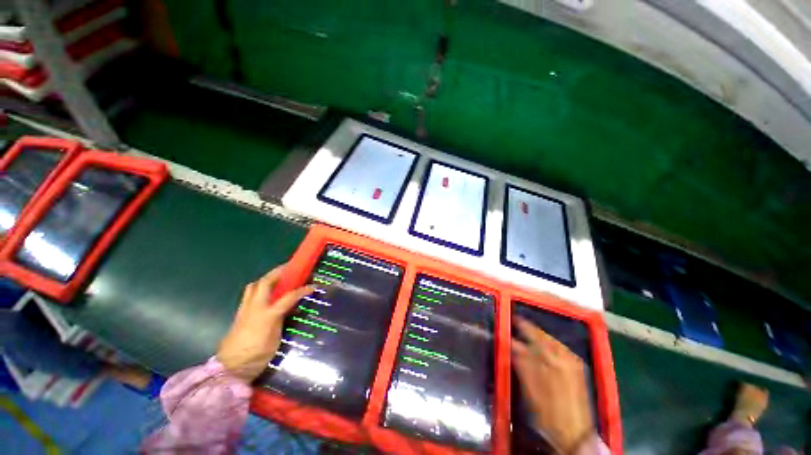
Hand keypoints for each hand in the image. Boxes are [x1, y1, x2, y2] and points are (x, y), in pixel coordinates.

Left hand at [216, 265, 313, 382]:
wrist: (230, 368)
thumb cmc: (257, 356)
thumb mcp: (276, 338)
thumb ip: (282, 319)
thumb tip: (289, 309)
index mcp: (268, 314)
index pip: (288, 297)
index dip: (301, 290)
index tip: (312, 286)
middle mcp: (255, 307)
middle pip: (265, 282)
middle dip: (278, 272)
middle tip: (289, 269)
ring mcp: (245, 309)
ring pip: (254, 285)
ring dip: (266, 278)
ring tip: (277, 279)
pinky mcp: (240, 313)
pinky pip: (249, 294)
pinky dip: (259, 288)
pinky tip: (266, 294)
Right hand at [512, 317, 593, 453]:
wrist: (575, 433)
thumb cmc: (548, 412)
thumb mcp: (529, 388)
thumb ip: (521, 362)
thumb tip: (511, 343)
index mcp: (551, 360)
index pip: (533, 335)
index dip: (521, 326)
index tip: (511, 319)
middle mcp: (564, 355)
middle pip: (543, 334)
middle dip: (529, 328)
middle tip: (517, 322)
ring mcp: (573, 360)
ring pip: (552, 339)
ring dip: (539, 334)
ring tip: (528, 332)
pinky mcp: (577, 366)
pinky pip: (560, 347)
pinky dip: (549, 342)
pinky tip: (542, 345)